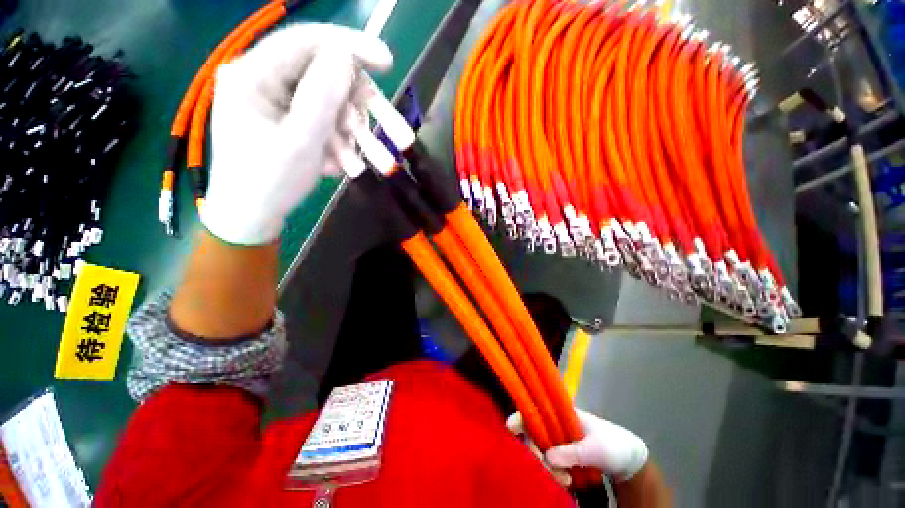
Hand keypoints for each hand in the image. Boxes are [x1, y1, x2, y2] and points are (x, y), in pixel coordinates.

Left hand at [202, 23, 392, 244]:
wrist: (254, 216)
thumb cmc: (269, 182)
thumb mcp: (299, 142)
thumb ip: (321, 97)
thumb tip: (346, 56)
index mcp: (254, 74)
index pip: (306, 42)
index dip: (351, 46)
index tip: (388, 61)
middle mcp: (268, 81)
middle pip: (329, 82)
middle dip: (366, 114)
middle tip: (402, 138)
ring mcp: (281, 103)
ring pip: (334, 108)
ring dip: (360, 138)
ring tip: (383, 165)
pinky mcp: (293, 122)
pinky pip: (327, 125)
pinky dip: (345, 146)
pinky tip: (350, 168)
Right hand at [507, 408, 647, 484]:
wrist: (628, 460)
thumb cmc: (613, 445)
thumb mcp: (597, 449)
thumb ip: (573, 452)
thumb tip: (547, 457)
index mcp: (561, 414)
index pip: (535, 409)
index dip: (521, 416)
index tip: (511, 427)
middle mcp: (554, 425)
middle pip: (532, 434)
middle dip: (537, 454)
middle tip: (556, 472)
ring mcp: (557, 441)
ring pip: (539, 451)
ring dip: (548, 468)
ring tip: (567, 480)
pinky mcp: (560, 456)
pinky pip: (548, 464)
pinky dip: (553, 474)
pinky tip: (567, 480)